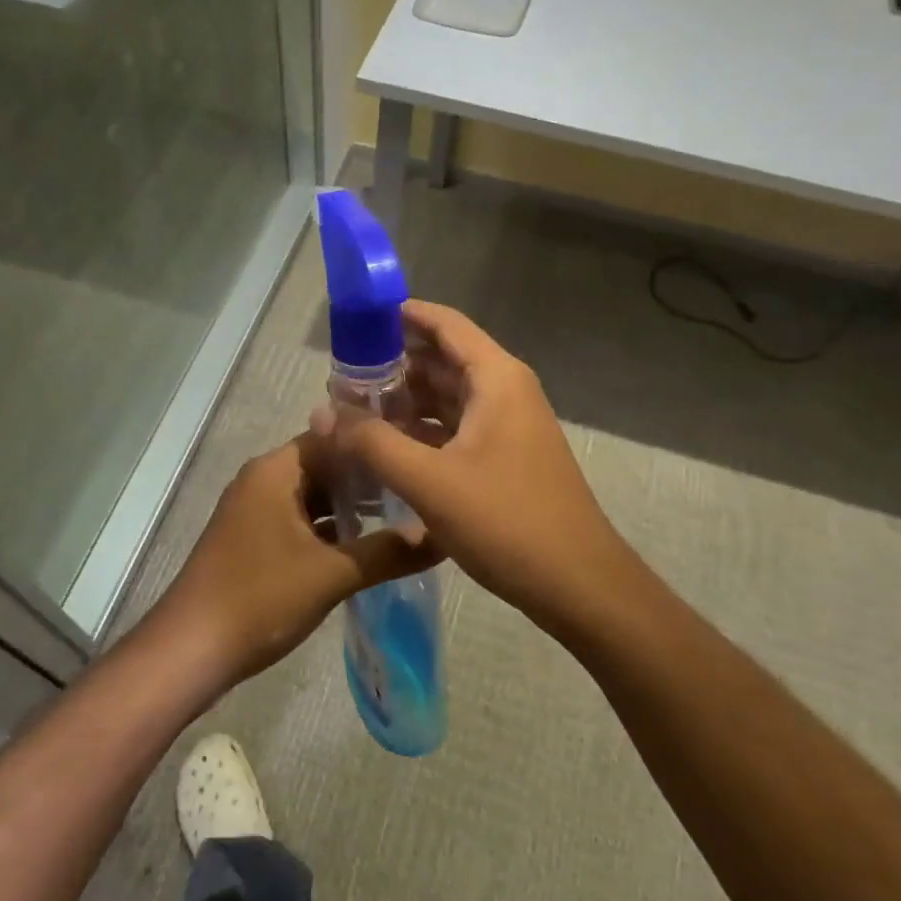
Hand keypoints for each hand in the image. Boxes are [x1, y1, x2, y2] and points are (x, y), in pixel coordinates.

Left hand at [151, 433, 438, 689]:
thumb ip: (388, 552)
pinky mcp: (255, 539)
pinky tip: (366, 545)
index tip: (417, 452)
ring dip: (351, 505)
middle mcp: (264, 480)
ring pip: (314, 495)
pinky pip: (301, 520)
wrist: (191, 651)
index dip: (375, 444)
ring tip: (403, 514)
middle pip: (325, 464)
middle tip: (418, 486)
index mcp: (276, 470)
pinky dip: (331, 528)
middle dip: (368, 477)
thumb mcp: (331, 574)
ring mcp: (256, 511)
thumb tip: (441, 537)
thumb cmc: (259, 598)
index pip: (334, 436)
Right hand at [317, 300, 635, 636]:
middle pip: (443, 360)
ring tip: (355, 410)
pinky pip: (456, 428)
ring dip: (406, 400)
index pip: (445, 324)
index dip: (402, 315)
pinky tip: (387, 447)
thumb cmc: (507, 521)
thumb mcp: (429, 481)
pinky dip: (422, 430)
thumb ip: (372, 443)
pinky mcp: (505, 458)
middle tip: (341, 376)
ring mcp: (508, 426)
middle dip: (394, 364)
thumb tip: (322, 411)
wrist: (577, 584)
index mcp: (496, 379)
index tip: (356, 320)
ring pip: (448, 397)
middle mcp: (505, 392)